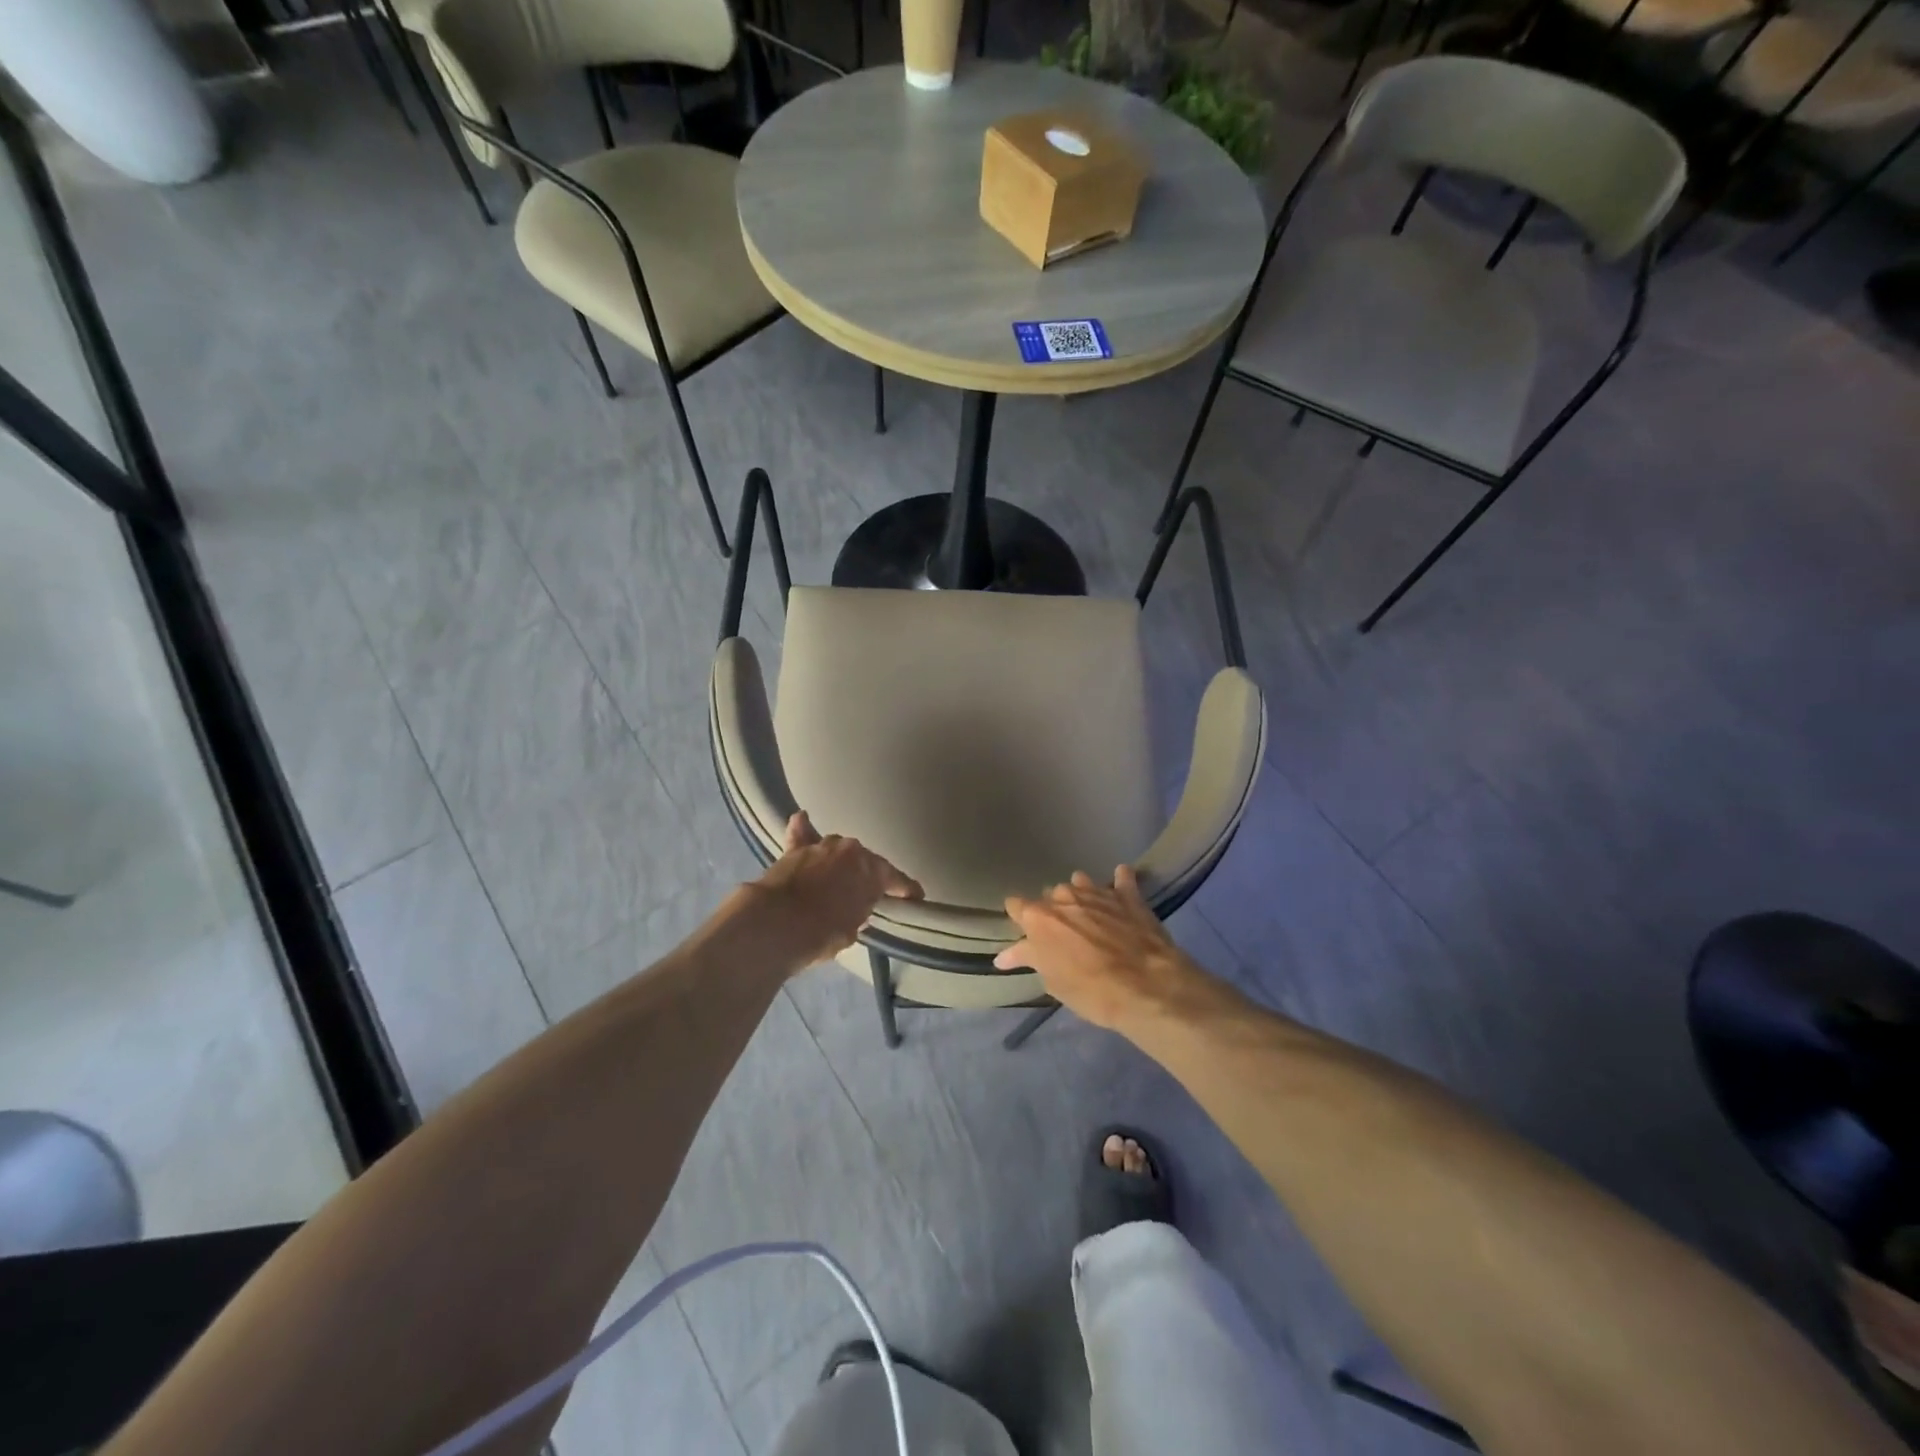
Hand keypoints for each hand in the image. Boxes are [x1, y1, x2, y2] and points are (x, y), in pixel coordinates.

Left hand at [740, 812, 922, 972]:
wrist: (774, 925)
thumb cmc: (822, 933)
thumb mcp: (851, 930)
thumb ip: (859, 911)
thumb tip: (856, 905)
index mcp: (872, 870)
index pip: (896, 879)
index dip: (906, 890)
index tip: (916, 898)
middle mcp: (850, 850)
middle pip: (864, 861)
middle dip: (866, 874)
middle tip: (866, 892)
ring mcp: (821, 846)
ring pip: (836, 850)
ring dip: (839, 861)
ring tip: (839, 874)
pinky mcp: (793, 850)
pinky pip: (802, 835)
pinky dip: (804, 830)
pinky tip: (803, 818)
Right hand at [995, 867, 1231, 1035]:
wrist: (1148, 987)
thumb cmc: (1092, 992)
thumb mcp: (1053, 982)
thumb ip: (1029, 959)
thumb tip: (1003, 956)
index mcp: (1040, 918)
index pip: (1016, 905)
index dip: (1020, 918)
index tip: (1026, 932)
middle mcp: (1064, 897)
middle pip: (1050, 896)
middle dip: (1053, 910)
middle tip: (1063, 933)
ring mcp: (1097, 892)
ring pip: (1080, 883)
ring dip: (1081, 895)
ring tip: (1090, 913)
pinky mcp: (1128, 895)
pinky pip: (1122, 878)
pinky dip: (1120, 882)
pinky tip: (1122, 886)